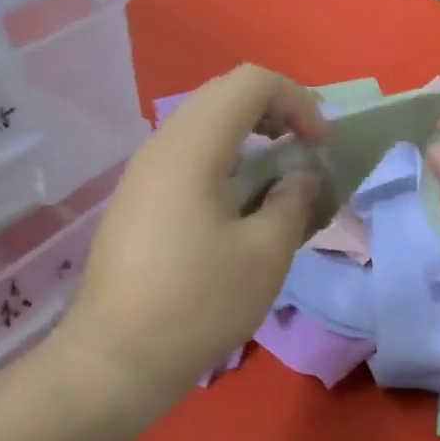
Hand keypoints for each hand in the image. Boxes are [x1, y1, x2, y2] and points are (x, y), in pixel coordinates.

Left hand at [56, 65, 329, 403]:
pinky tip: (243, 206)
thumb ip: (292, 201)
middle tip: (308, 152)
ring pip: (204, 127)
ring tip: (282, 179)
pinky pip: (188, 158)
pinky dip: (226, 163)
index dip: (298, 101)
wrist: (116, 358)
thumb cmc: (199, 303)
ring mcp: (143, 174)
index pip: (251, 83)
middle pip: (225, 96)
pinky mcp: (137, 202)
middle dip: (277, 114)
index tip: (323, 146)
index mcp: (192, 146)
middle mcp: (161, 145)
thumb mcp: (265, 253)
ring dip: (251, 139)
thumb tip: (299, 177)